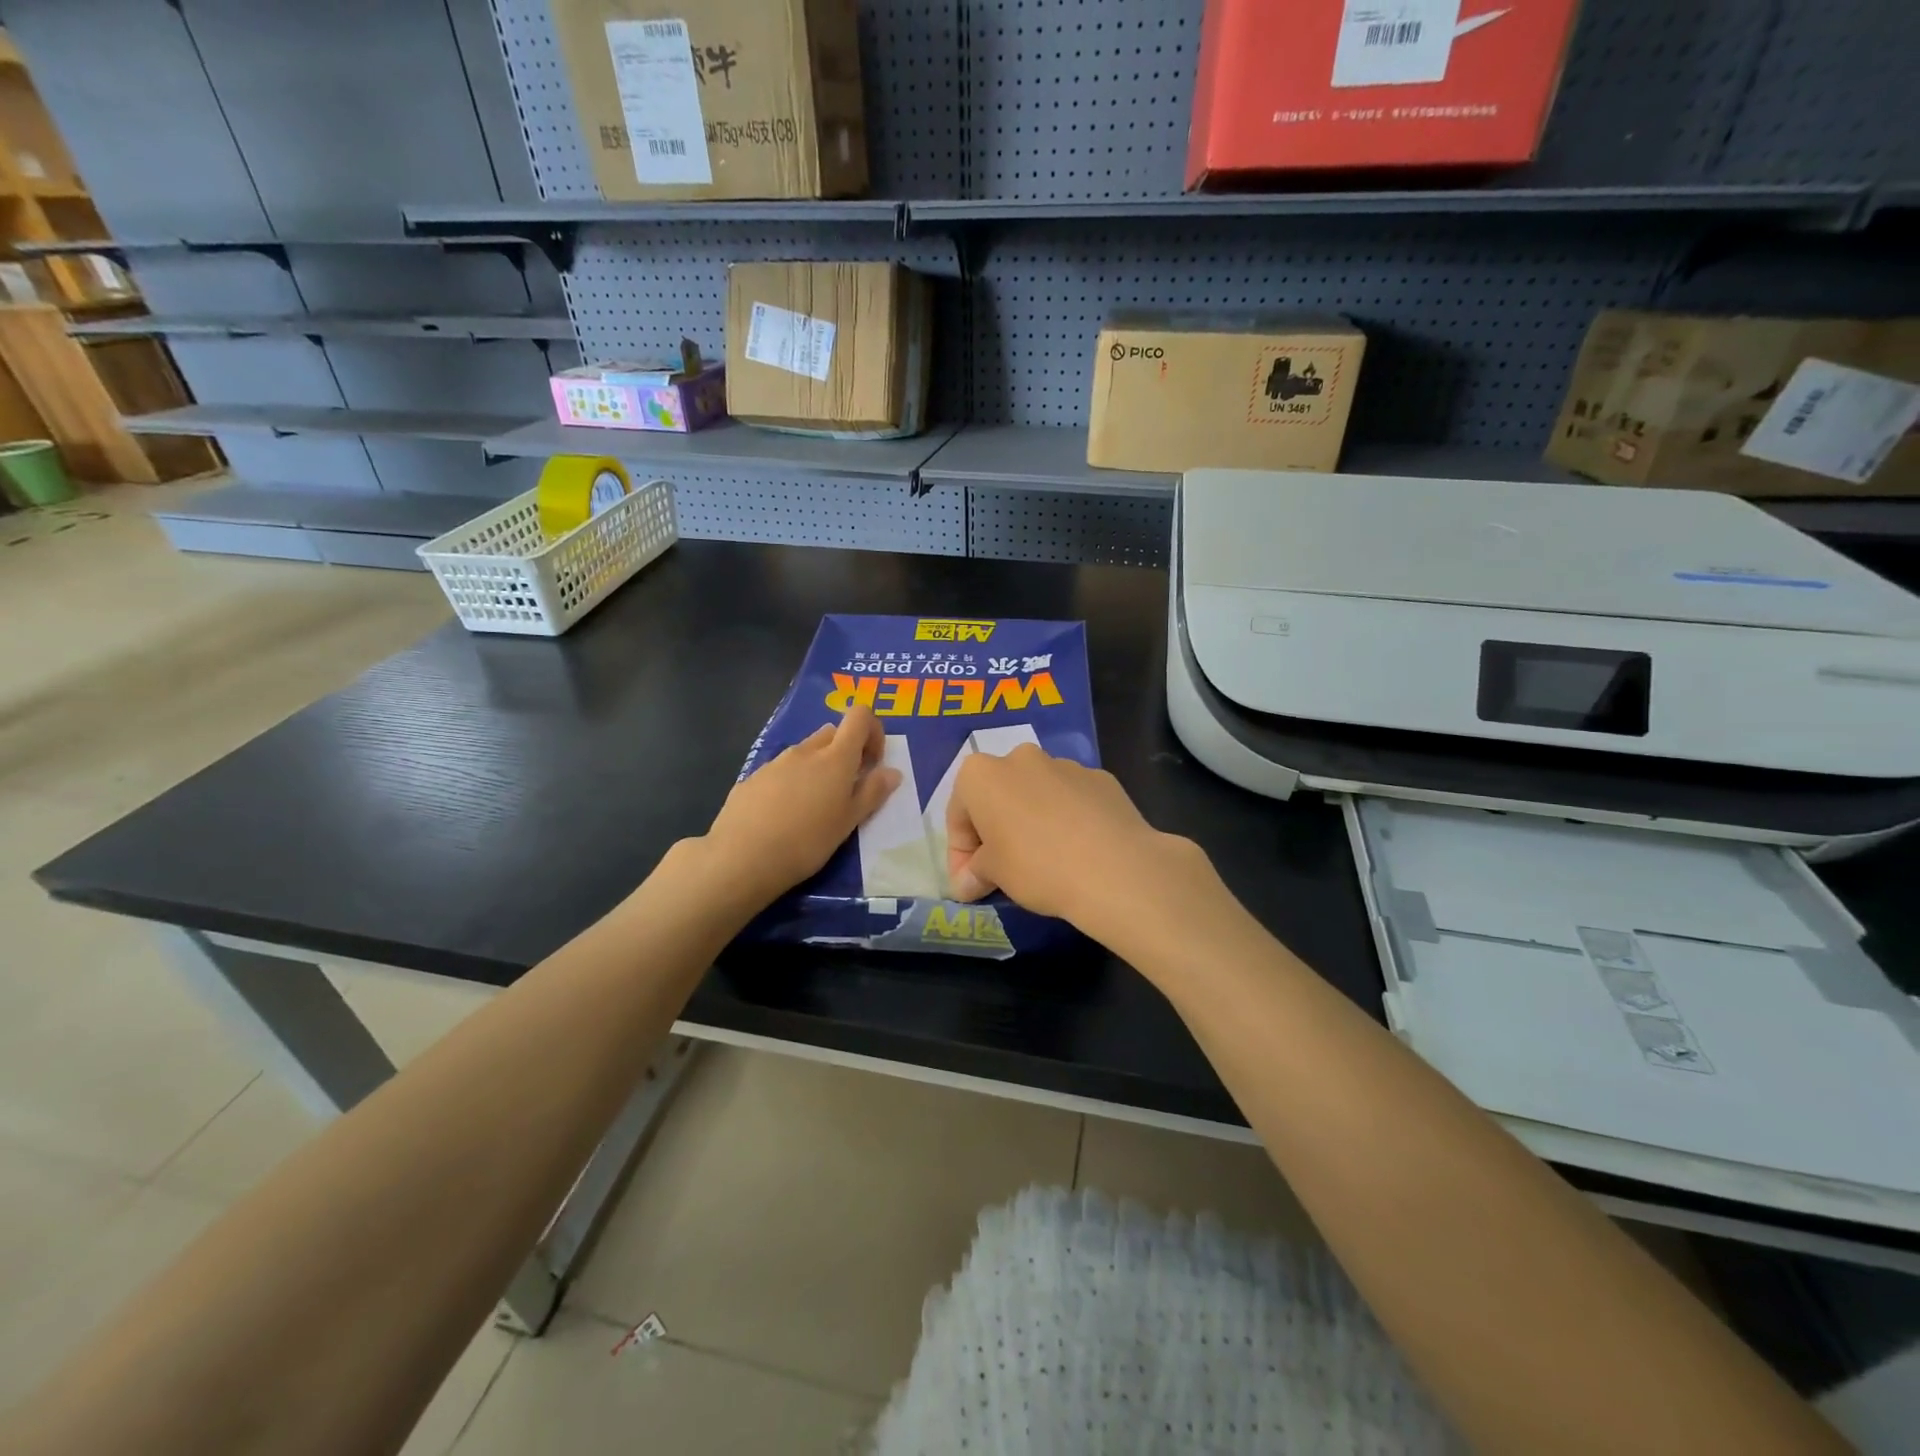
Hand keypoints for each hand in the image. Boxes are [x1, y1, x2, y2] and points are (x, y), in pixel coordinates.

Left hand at [703, 703, 900, 904]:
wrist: (741, 858)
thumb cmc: (806, 842)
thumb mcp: (848, 822)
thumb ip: (872, 793)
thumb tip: (892, 771)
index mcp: (835, 758)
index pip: (859, 716)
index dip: (872, 731)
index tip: (872, 763)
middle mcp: (805, 751)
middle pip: (832, 733)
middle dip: (845, 752)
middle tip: (846, 789)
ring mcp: (775, 763)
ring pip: (805, 752)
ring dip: (817, 768)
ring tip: (813, 807)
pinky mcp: (752, 779)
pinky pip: (780, 771)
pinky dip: (790, 783)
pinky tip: (783, 816)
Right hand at [944, 744, 1212, 927]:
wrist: (1116, 868)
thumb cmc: (1037, 866)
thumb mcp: (994, 875)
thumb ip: (975, 872)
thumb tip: (967, 883)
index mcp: (982, 774)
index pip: (958, 815)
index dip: (959, 854)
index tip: (969, 884)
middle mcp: (1021, 758)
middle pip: (998, 796)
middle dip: (995, 830)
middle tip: (1000, 870)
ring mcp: (1065, 765)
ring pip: (1036, 794)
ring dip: (1031, 822)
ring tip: (1044, 862)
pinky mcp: (1101, 778)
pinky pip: (1071, 800)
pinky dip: (1066, 820)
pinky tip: (1077, 852)